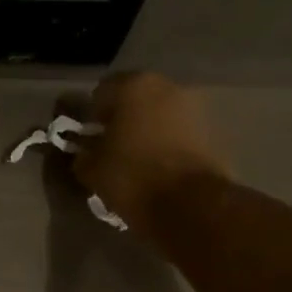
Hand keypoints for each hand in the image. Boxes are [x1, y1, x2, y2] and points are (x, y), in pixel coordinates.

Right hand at [72, 73, 229, 233]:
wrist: (191, 205)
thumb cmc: (132, 176)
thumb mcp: (90, 168)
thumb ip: (82, 153)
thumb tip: (83, 152)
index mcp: (132, 86)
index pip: (98, 94)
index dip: (87, 116)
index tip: (83, 138)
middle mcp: (166, 87)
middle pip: (131, 100)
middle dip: (118, 120)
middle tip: (106, 147)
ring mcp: (192, 108)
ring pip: (155, 116)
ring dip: (142, 131)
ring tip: (130, 160)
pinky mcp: (210, 133)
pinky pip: (174, 133)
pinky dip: (162, 144)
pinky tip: (151, 167)